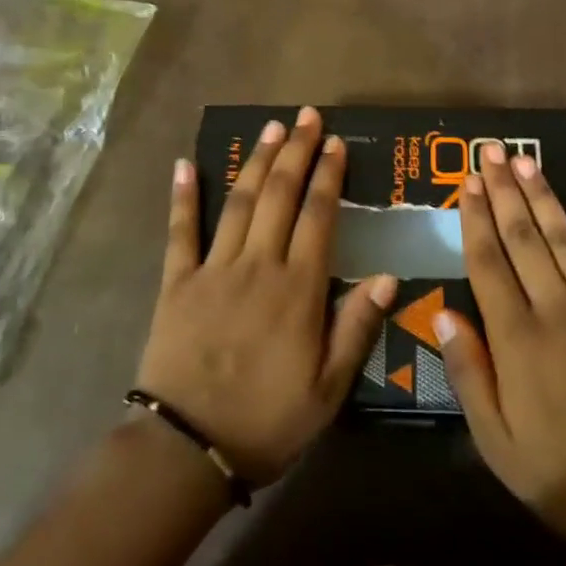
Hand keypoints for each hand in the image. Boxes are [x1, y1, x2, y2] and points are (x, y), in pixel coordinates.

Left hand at [135, 108, 396, 486]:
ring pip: (240, 202)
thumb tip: (389, 275)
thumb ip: (357, 327)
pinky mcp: (176, 282)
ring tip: (272, 128)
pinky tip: (186, 164)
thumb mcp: (328, 389)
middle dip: (297, 152)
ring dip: (258, 161)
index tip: (336, 144)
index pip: (319, 216)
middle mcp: (258, 265)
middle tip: (308, 117)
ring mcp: (214, 269)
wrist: (186, 449)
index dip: (329, 176)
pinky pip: (180, 232)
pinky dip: (183, 197)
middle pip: (280, 195)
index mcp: (298, 288)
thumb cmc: (266, 421)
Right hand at [435, 144, 565, 564]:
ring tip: (526, 161)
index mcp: (517, 338)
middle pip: (524, 238)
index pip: (488, 263)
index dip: (475, 219)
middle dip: (504, 192)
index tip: (466, 182)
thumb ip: (468, 372)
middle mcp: (556, 310)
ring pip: (565, 239)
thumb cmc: (559, 473)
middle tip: (492, 151)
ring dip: (544, 196)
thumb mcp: (495, 440)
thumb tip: (444, 310)